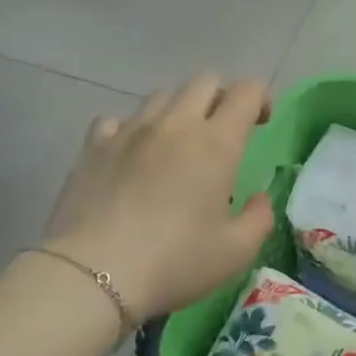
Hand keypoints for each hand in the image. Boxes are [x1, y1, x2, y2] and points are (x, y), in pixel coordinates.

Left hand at [40, 75, 274, 322]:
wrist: (94, 275)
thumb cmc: (174, 262)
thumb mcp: (236, 253)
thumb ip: (259, 219)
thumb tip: (258, 199)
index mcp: (216, 143)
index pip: (246, 92)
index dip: (261, 98)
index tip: (261, 123)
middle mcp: (175, 124)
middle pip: (205, 81)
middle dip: (222, 96)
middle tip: (223, 130)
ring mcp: (131, 131)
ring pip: (162, 96)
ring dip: (179, 110)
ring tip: (177, 143)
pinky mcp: (94, 146)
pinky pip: (117, 120)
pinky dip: (132, 129)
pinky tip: (132, 155)